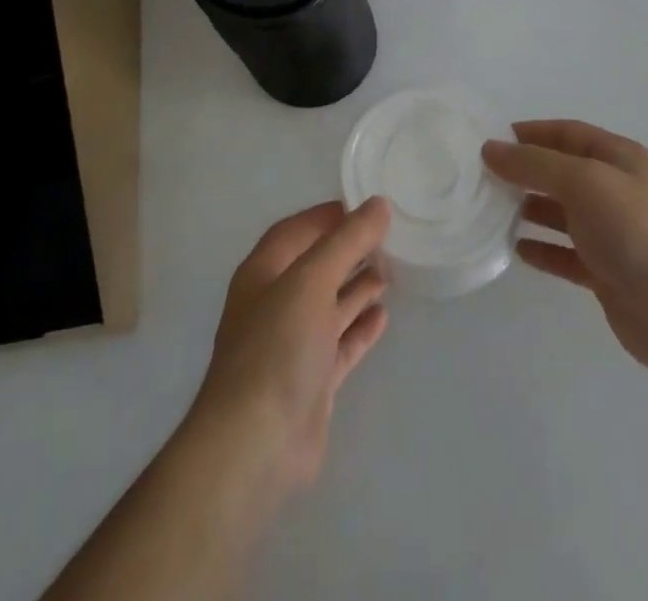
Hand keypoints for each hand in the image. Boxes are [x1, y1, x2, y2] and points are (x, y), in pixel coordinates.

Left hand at [187, 199, 390, 499]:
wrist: (256, 444)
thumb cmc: (277, 346)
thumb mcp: (312, 280)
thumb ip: (347, 241)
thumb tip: (379, 204)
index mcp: (263, 272)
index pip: (297, 230)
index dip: (329, 216)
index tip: (367, 206)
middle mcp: (274, 303)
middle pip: (315, 266)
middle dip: (348, 251)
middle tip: (388, 239)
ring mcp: (292, 344)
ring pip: (328, 305)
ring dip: (356, 288)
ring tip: (391, 272)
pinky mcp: (310, 381)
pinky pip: (339, 344)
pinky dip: (359, 328)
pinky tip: (383, 316)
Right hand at [483, 120, 647, 385]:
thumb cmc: (637, 232)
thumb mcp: (584, 182)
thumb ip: (535, 164)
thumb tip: (490, 149)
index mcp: (620, 159)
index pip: (568, 134)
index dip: (531, 133)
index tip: (490, 141)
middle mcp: (617, 191)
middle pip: (562, 172)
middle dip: (524, 171)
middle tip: (481, 178)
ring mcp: (613, 234)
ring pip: (562, 212)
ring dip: (529, 209)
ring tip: (490, 211)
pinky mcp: (608, 273)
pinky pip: (566, 254)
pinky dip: (542, 249)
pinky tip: (515, 250)